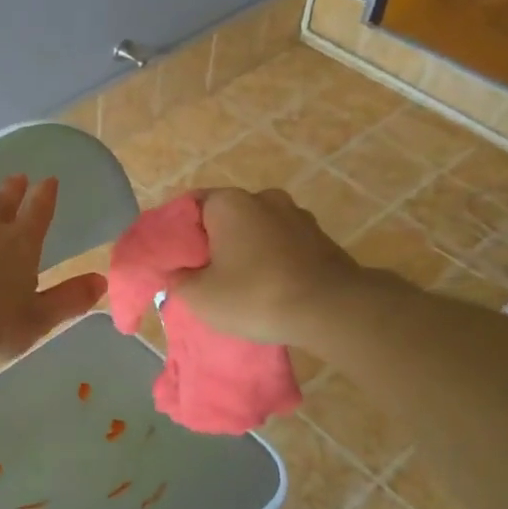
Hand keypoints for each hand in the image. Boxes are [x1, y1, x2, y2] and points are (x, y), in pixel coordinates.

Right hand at [170, 187, 366, 346]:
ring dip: (245, 251)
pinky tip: (269, 288)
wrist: (332, 310)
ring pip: (257, 230)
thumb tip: (177, 273)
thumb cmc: (255, 295)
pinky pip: (283, 244)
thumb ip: (178, 280)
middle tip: (203, 274)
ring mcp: (298, 216)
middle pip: (226, 217)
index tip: (174, 259)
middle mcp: (264, 197)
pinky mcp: (322, 238)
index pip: (191, 205)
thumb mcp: (199, 296)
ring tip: (239, 284)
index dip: (178, 232)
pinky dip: (272, 260)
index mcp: (229, 202)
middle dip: (213, 242)